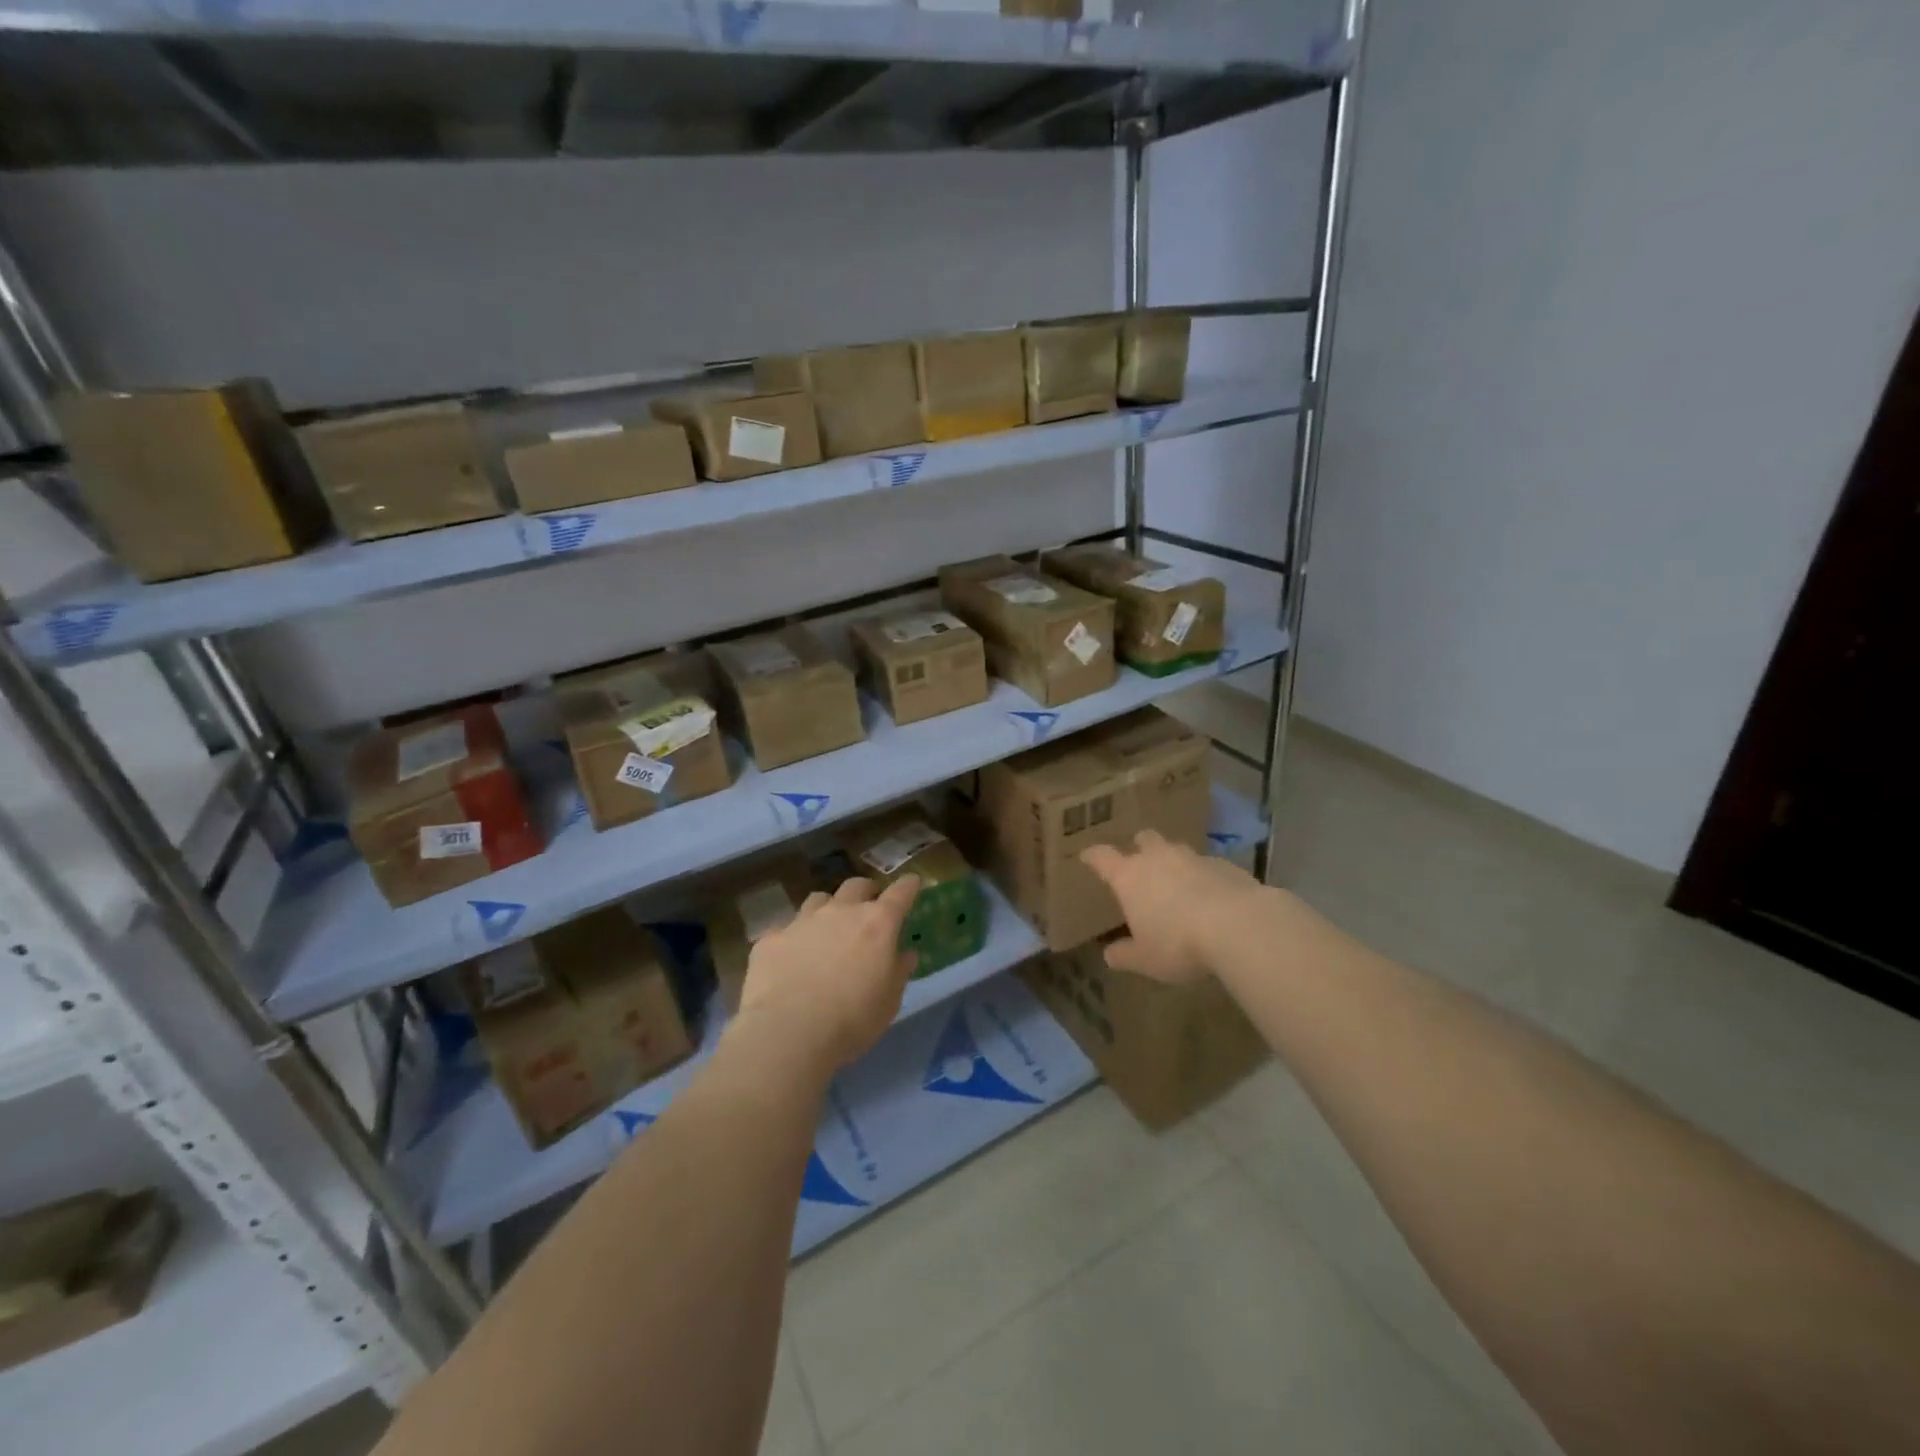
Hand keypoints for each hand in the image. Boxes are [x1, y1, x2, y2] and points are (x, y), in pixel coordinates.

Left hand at [735, 875, 921, 1071]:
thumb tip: (905, 954)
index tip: (912, 883)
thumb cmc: (852, 1020)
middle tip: (869, 907)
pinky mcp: (771, 938)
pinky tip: (790, 962)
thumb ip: (898, 971)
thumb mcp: (889, 1002)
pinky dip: (794, 940)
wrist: (788, 1033)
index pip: (900, 893)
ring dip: (828, 909)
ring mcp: (802, 921)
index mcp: (877, 924)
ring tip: (827, 930)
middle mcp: (840, 912)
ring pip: (819, 900)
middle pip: (857, 885)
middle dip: (866, 891)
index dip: (908, 886)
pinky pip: (786, 930)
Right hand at [1080, 829, 1272, 982]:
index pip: (1102, 857)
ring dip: (1174, 862)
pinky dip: (1204, 877)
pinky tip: (1212, 897)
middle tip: (1140, 864)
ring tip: (1179, 883)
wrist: (1239, 925)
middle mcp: (1158, 858)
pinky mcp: (1225, 865)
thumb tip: (1109, 955)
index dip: (1093, 856)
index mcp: (1130, 876)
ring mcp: (1194, 857)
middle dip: (1140, 847)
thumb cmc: (1178, 943)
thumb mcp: (1145, 959)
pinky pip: (1208, 865)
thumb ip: (1125, 955)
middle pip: (1144, 839)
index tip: (1087, 856)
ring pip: (1177, 850)